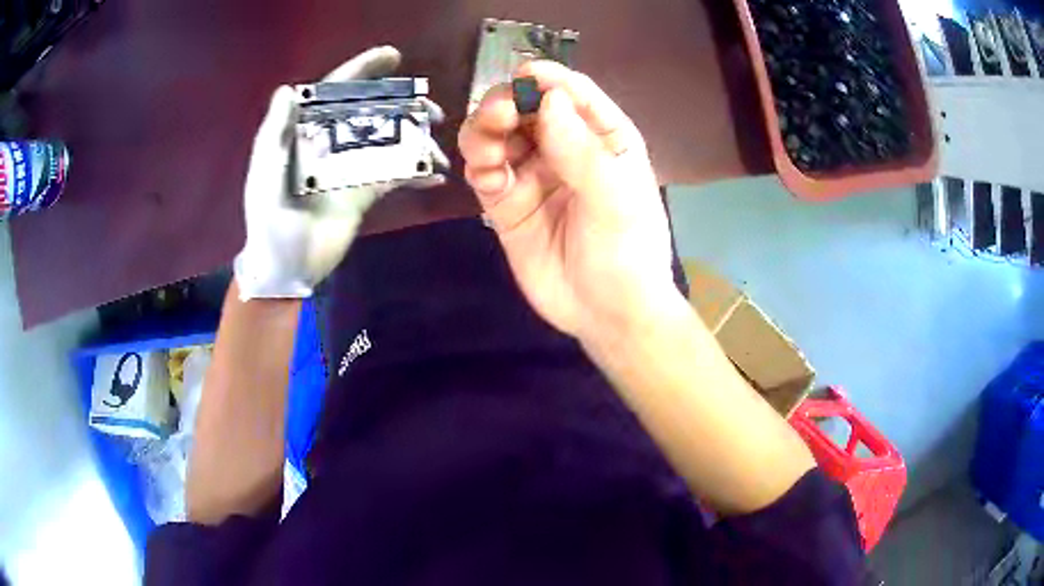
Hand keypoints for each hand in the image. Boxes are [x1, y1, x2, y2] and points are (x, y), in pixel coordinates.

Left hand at [234, 46, 448, 300]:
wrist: (285, 269)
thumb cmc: (268, 223)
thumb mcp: (264, 177)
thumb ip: (274, 134)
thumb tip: (289, 89)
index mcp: (306, 134)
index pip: (335, 93)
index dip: (361, 71)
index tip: (393, 57)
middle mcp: (331, 144)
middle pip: (371, 112)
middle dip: (402, 106)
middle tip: (432, 110)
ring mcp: (350, 168)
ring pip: (388, 142)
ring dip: (416, 139)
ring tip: (439, 146)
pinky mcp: (364, 194)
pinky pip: (394, 177)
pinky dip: (416, 174)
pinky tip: (436, 175)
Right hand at [459, 61, 678, 340]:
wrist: (607, 315)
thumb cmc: (627, 253)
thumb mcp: (616, 200)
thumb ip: (582, 150)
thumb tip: (548, 100)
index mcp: (603, 138)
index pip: (573, 94)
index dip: (548, 79)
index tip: (525, 75)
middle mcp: (565, 148)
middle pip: (527, 108)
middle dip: (508, 103)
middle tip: (498, 113)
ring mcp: (533, 175)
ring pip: (498, 136)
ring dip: (485, 131)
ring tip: (487, 146)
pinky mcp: (506, 204)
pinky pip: (484, 172)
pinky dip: (479, 165)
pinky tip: (487, 173)